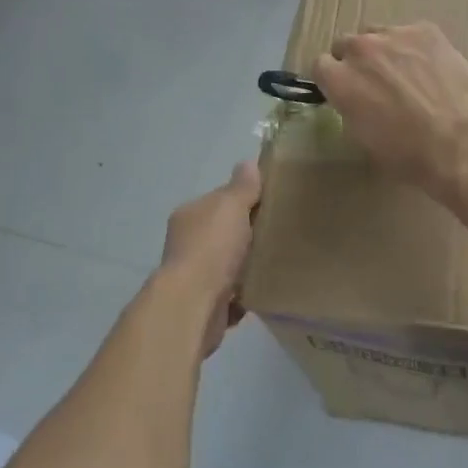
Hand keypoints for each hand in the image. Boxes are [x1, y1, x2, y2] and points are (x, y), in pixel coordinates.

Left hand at [159, 160, 261, 356]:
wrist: (194, 305)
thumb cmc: (212, 248)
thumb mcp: (231, 206)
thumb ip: (242, 186)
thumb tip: (248, 163)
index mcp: (190, 215)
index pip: (220, 200)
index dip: (244, 199)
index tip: (271, 203)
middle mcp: (187, 243)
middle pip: (224, 232)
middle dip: (248, 234)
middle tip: (279, 233)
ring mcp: (194, 276)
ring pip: (228, 264)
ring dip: (247, 265)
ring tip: (277, 262)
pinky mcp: (205, 304)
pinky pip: (232, 294)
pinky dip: (245, 293)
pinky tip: (264, 290)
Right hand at [311, 23, 467, 199]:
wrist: (461, 142)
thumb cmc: (409, 155)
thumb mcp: (365, 140)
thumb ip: (352, 109)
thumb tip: (358, 101)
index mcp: (340, 80)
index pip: (320, 65)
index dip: (333, 78)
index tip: (345, 90)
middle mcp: (361, 50)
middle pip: (346, 44)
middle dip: (356, 61)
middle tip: (376, 83)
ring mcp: (395, 35)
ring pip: (378, 34)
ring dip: (384, 50)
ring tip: (406, 73)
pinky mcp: (426, 30)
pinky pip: (411, 32)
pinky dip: (415, 47)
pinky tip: (432, 68)